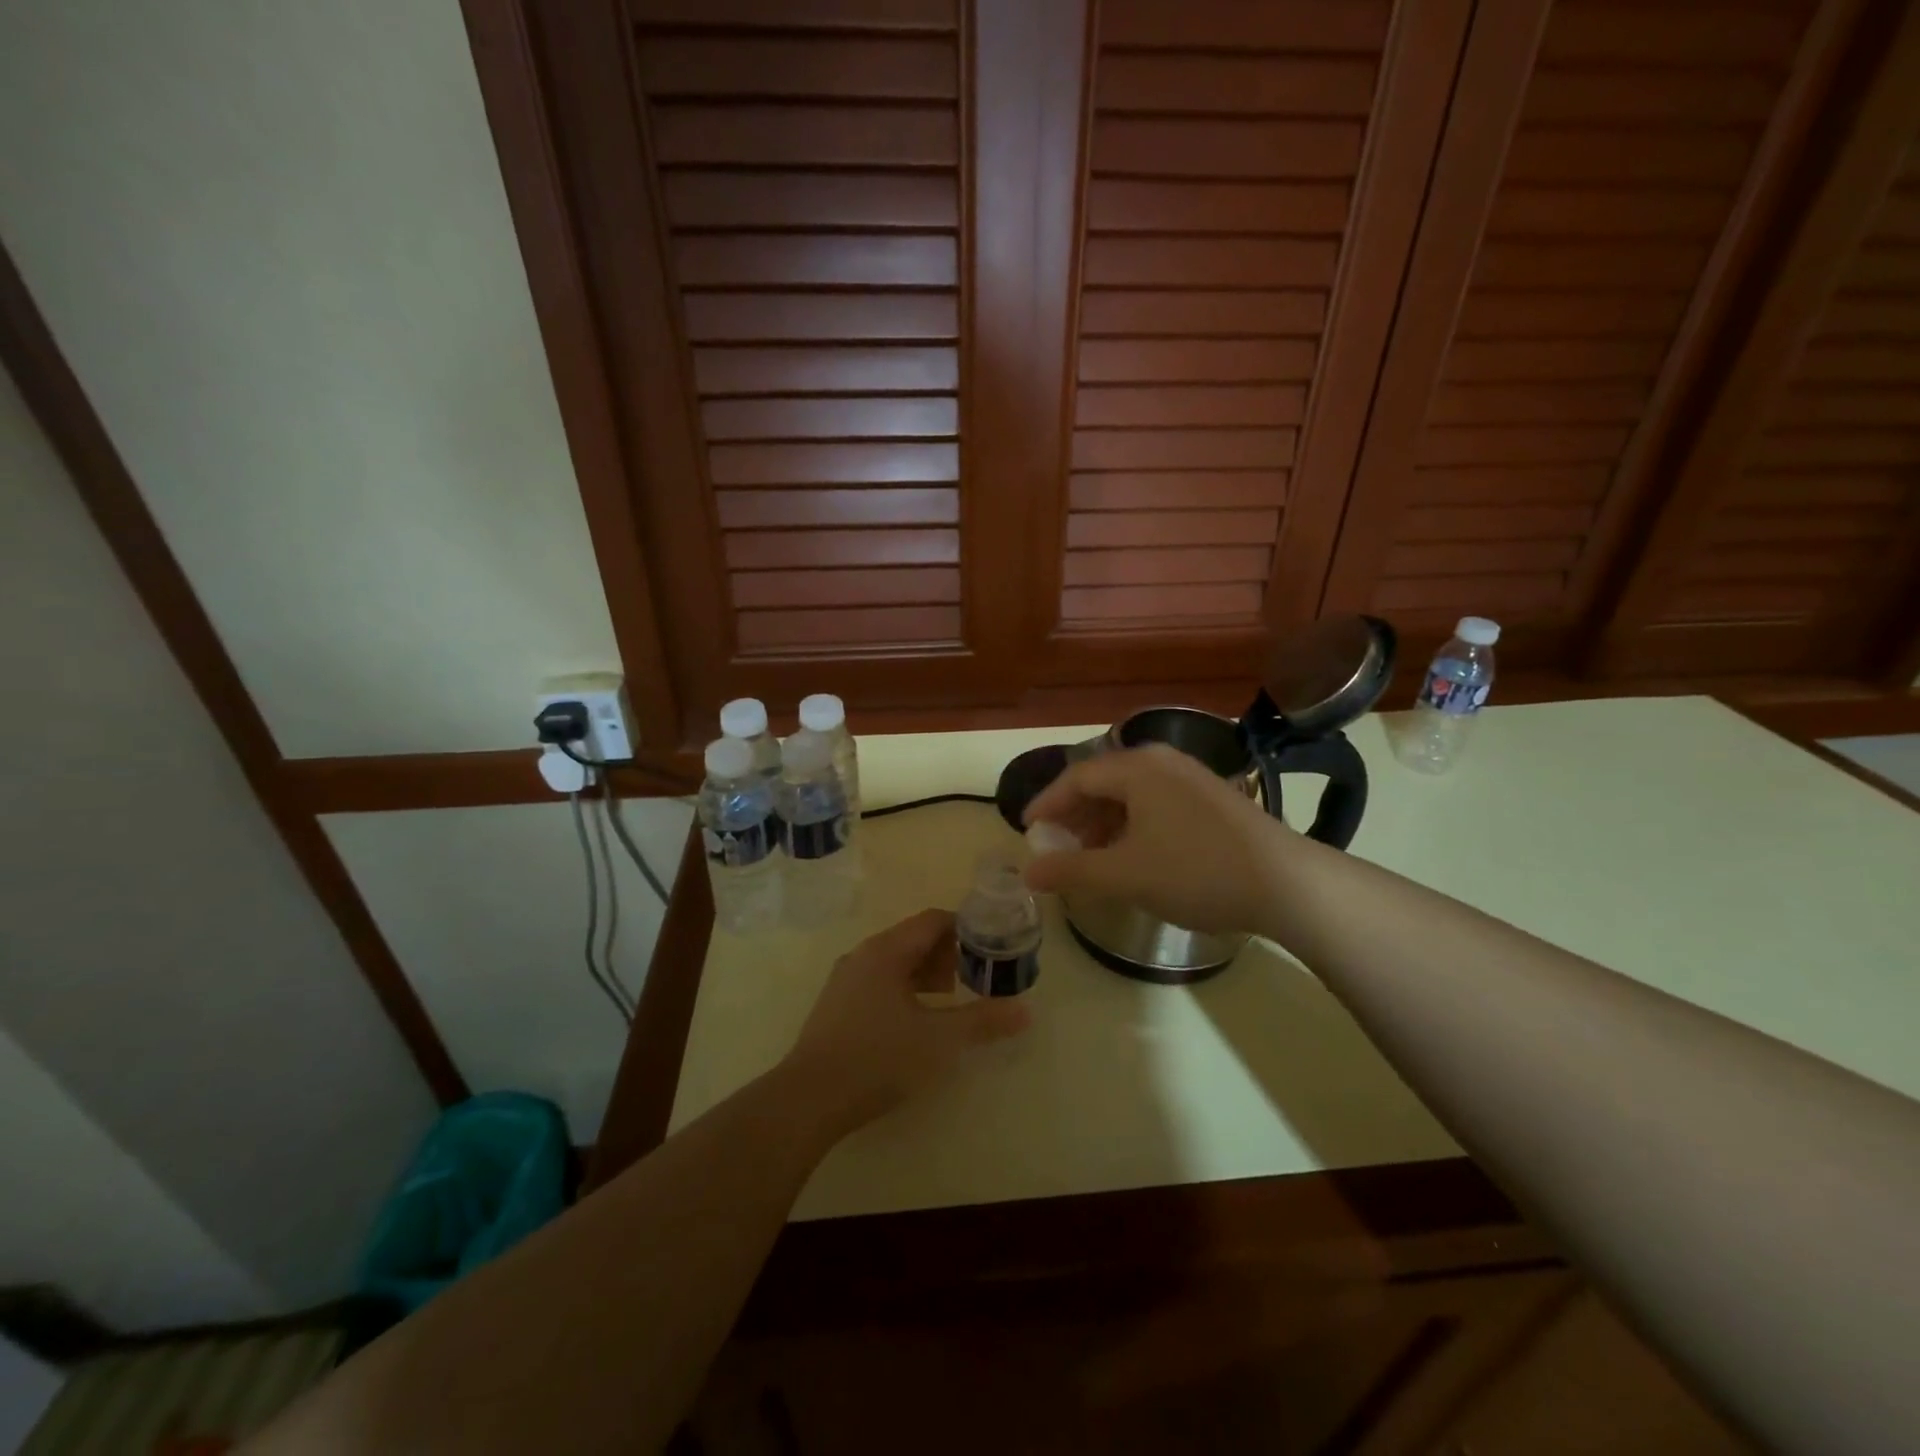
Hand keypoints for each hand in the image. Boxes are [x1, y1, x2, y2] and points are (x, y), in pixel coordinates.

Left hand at [779, 909, 1030, 1135]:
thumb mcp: (939, 1040)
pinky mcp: (837, 1005)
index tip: (993, 945)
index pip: (933, 920)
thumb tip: (1025, 1011)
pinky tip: (917, 1020)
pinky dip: (906, 989)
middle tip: (978, 976)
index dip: (966, 927)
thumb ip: (983, 1021)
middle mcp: (864, 955)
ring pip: (896, 962)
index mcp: (887, 951)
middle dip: (949, 953)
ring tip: (952, 998)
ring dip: (927, 973)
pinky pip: (880, 981)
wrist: (809, 1099)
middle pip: (914, 939)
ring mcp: (846, 980)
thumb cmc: (878, 1058)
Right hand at [1022, 744, 1288, 934]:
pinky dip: (1132, 825)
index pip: (1076, 777)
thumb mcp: (1124, 874)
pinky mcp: (1211, 798)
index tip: (1027, 830)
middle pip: (1103, 781)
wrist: (1287, 883)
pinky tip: (1134, 856)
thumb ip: (1071, 870)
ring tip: (1092, 857)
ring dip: (1103, 822)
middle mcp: (1162, 761)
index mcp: (1136, 768)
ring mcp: (1191, 778)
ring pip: (1130, 794)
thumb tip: (1028, 872)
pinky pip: (1155, 803)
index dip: (1046, 804)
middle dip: (1075, 815)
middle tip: (1057, 847)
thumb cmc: (1195, 871)